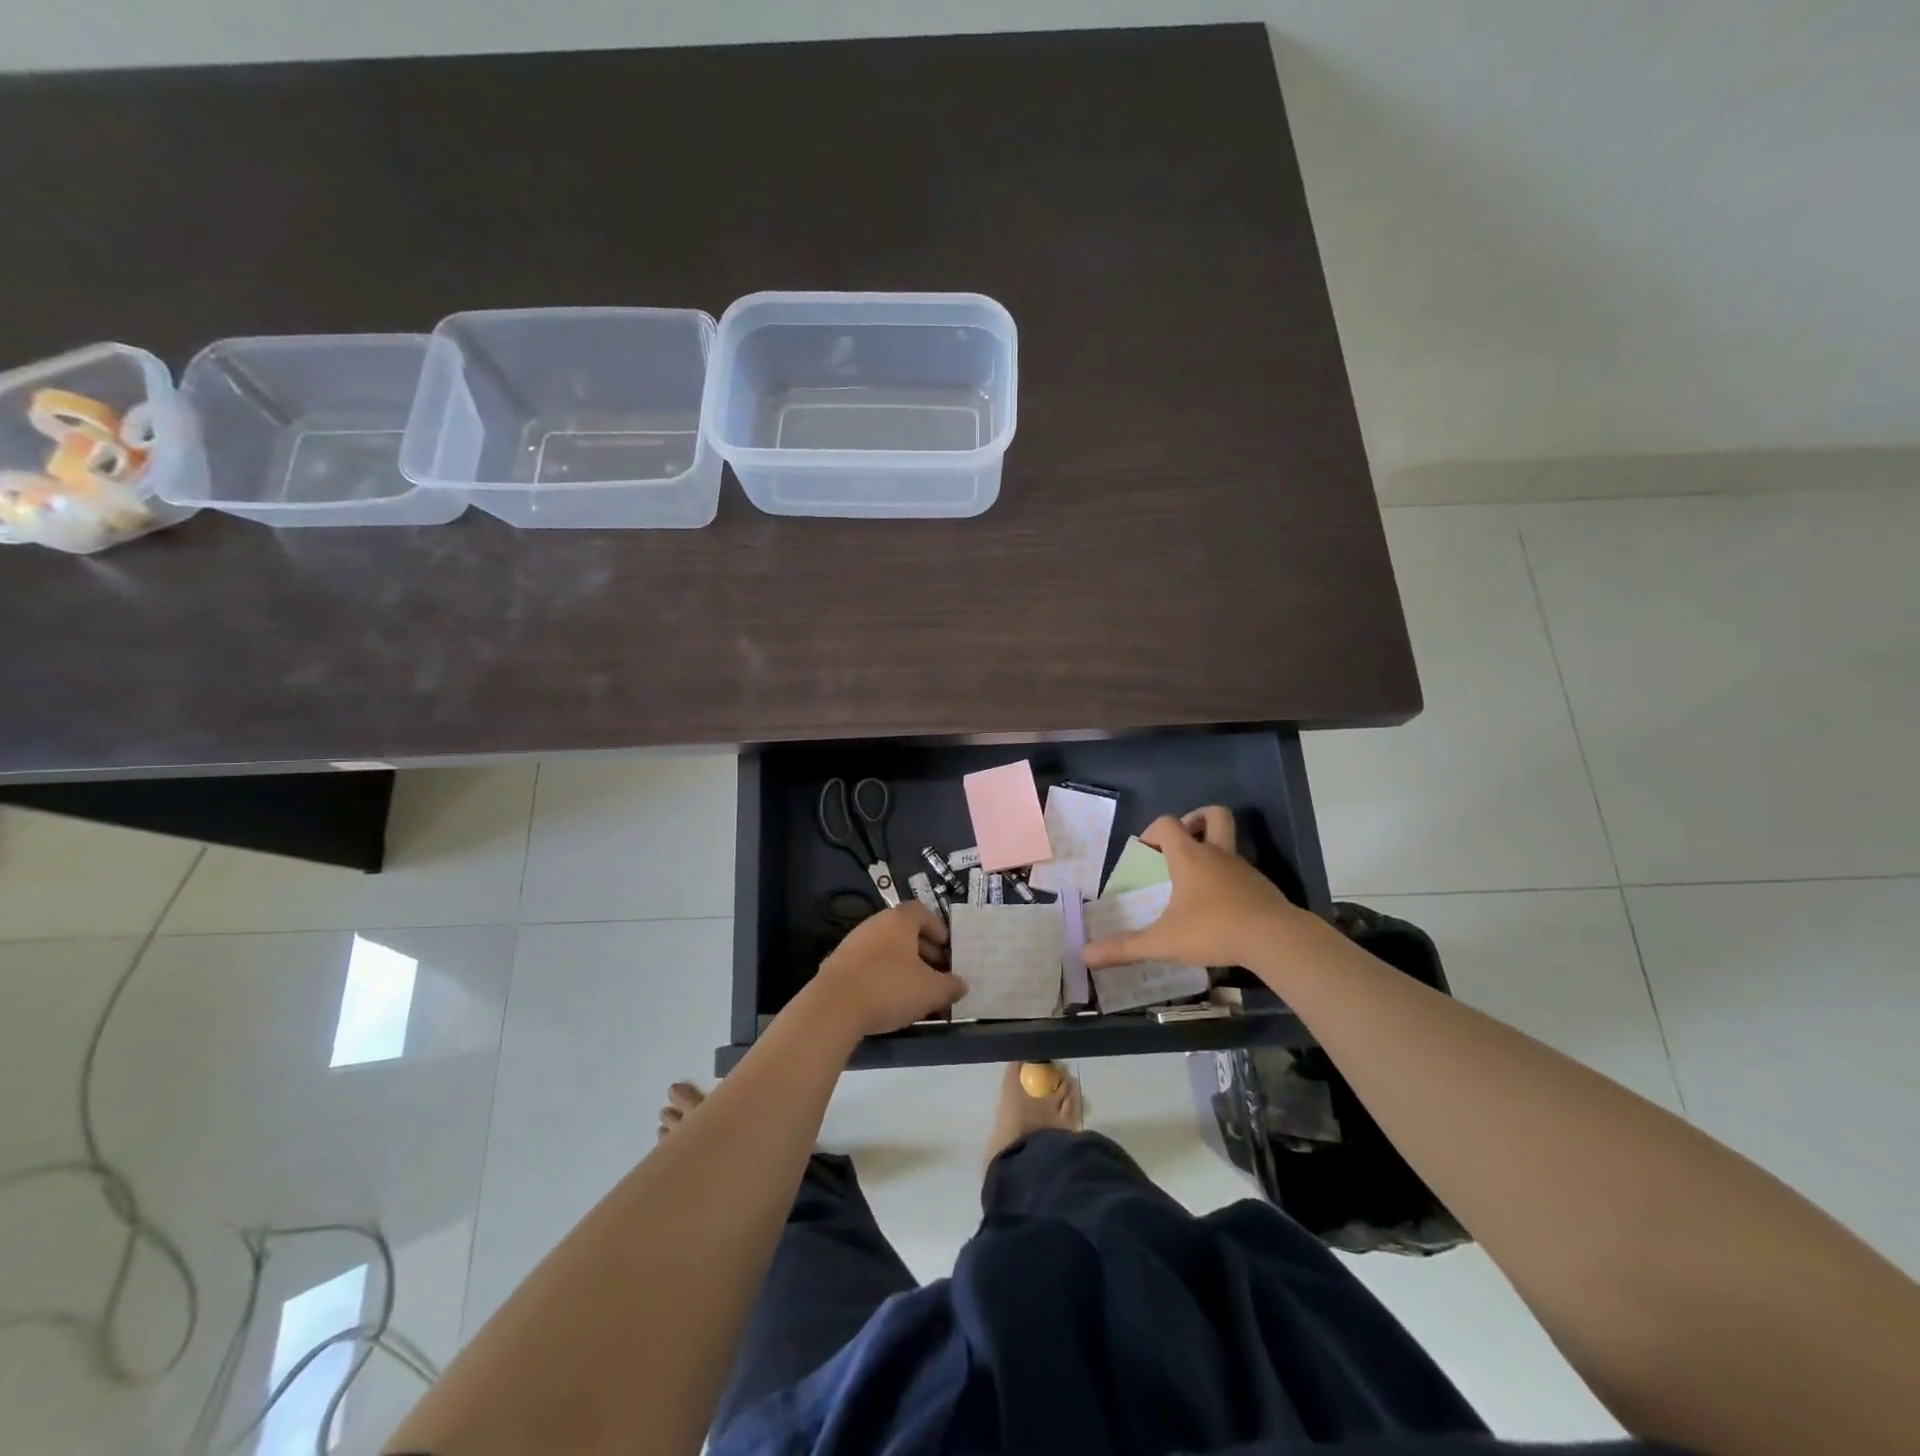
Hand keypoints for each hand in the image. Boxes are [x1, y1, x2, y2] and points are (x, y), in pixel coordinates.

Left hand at [807, 903, 962, 1038]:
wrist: (833, 1007)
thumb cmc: (889, 988)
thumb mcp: (931, 991)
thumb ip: (951, 986)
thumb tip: (962, 985)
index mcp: (898, 921)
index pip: (921, 911)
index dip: (936, 927)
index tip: (946, 947)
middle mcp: (875, 924)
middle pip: (903, 930)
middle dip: (922, 949)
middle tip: (936, 971)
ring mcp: (853, 943)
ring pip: (885, 947)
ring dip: (902, 963)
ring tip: (915, 988)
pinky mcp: (837, 964)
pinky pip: (868, 963)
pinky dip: (882, 974)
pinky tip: (888, 997)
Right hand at [1082, 806, 1299, 971]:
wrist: (1275, 939)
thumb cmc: (1213, 929)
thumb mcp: (1162, 942)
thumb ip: (1124, 948)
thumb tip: (1085, 955)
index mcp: (1190, 857)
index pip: (1168, 823)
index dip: (1153, 831)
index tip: (1145, 852)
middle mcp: (1218, 854)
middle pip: (1214, 815)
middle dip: (1196, 820)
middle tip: (1182, 844)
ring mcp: (1244, 869)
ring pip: (1230, 844)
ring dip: (1213, 853)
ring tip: (1196, 883)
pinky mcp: (1263, 888)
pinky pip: (1242, 872)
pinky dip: (1229, 881)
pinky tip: (1221, 909)